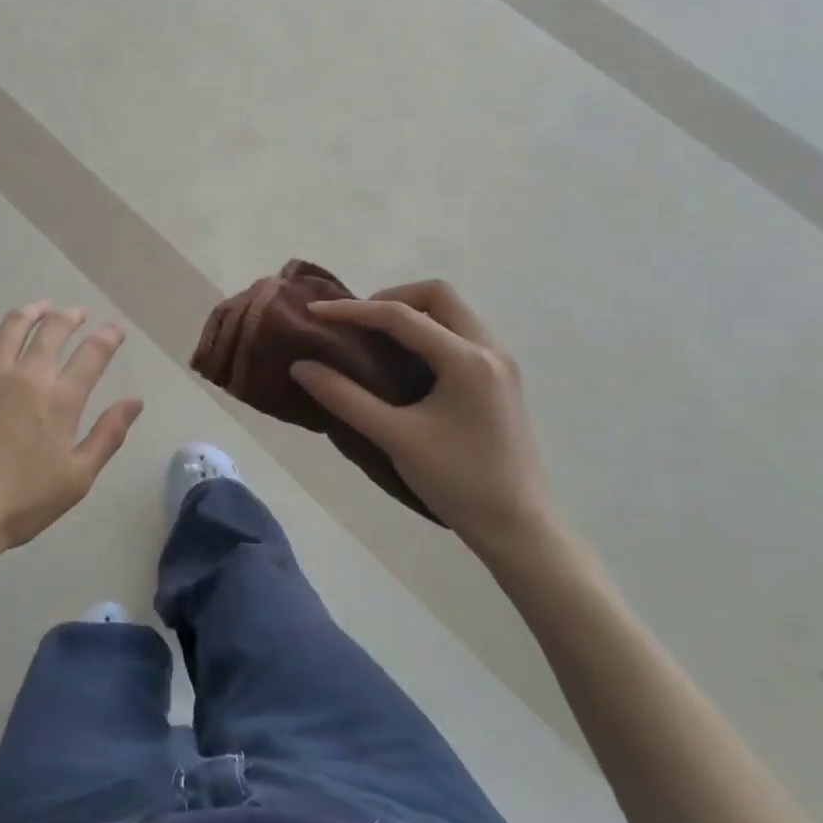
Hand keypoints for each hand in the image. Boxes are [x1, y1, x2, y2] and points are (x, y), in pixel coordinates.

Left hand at [0, 303, 143, 560]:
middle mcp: (27, 375)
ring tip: (41, 307)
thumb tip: (134, 400)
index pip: (93, 354)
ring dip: (32, 311)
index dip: (108, 336)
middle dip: (71, 317)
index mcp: (60, 399)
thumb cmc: (21, 503)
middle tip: (78, 313)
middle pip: (54, 330)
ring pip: (13, 326)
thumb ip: (108, 435)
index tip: (116, 328)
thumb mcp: (77, 478)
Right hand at [290, 281, 558, 558]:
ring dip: (412, 314)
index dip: (353, 310)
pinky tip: (406, 363)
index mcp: (466, 359)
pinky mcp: (501, 380)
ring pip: (453, 313)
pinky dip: (429, 332)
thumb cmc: (458, 481)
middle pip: (439, 295)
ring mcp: (501, 364)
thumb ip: (345, 398)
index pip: (401, 315)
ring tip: (376, 340)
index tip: (315, 314)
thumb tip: (302, 367)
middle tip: (358, 323)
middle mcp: (489, 350)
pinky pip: (461, 334)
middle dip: (392, 298)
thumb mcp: (395, 438)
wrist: (520, 528)